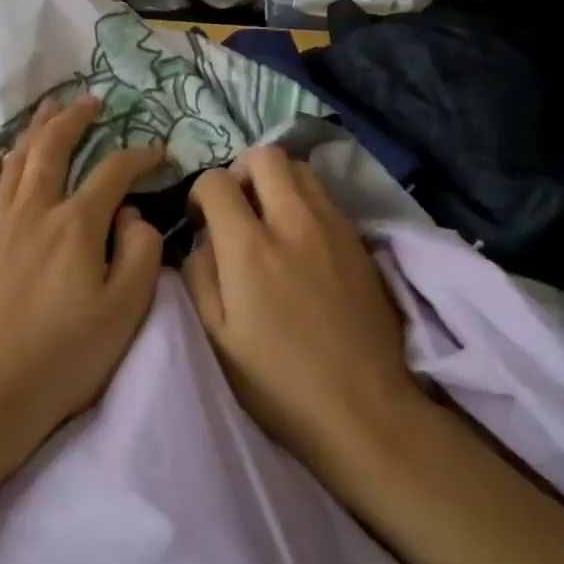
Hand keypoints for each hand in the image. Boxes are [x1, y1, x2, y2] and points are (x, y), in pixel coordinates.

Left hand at [0, 96, 165, 455]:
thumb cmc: (68, 355)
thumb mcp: (126, 308)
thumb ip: (140, 251)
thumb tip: (132, 215)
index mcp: (76, 224)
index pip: (114, 172)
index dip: (140, 155)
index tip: (160, 153)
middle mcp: (35, 212)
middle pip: (53, 149)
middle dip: (75, 119)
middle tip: (93, 101)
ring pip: (15, 163)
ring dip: (34, 131)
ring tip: (49, 109)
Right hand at [182, 146, 417, 466]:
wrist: (362, 406)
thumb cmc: (278, 381)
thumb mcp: (217, 336)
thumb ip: (200, 274)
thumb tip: (203, 239)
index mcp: (250, 247)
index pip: (217, 181)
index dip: (201, 194)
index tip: (202, 220)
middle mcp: (294, 222)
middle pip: (266, 156)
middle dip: (241, 171)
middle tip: (238, 208)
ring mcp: (334, 227)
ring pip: (302, 169)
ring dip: (278, 182)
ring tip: (271, 219)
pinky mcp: (360, 241)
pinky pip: (327, 198)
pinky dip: (306, 203)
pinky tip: (303, 241)